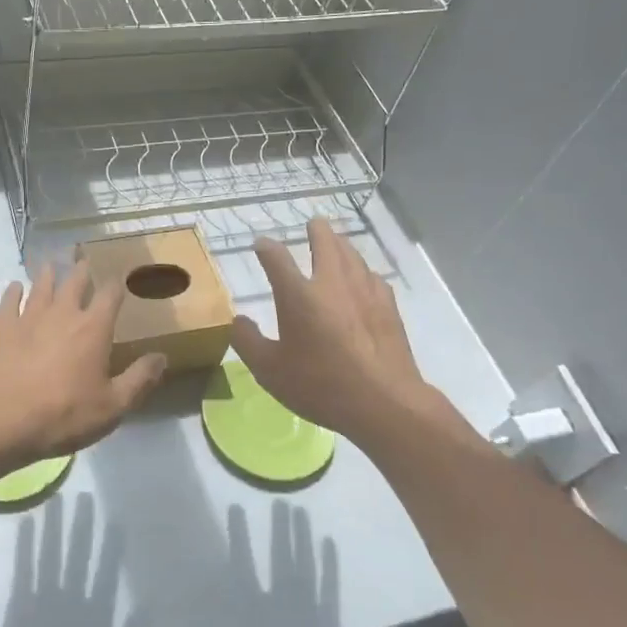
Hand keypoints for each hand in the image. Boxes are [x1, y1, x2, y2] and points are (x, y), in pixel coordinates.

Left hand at [0, 265, 167, 471]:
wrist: (0, 422)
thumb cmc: (63, 415)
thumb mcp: (113, 407)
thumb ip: (139, 379)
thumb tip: (162, 356)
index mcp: (93, 329)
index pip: (110, 295)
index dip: (117, 285)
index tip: (120, 278)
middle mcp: (63, 313)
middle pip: (74, 282)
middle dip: (82, 271)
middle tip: (83, 261)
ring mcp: (28, 317)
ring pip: (41, 286)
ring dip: (48, 274)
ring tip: (51, 265)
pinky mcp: (1, 328)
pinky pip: (10, 300)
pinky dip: (15, 291)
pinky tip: (16, 286)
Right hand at [232, 219, 473, 450]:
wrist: (383, 401)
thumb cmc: (319, 385)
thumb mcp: (269, 370)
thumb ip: (248, 342)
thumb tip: (239, 321)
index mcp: (298, 295)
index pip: (276, 258)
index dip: (266, 248)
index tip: (261, 245)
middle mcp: (331, 283)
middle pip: (326, 243)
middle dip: (317, 231)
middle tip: (314, 224)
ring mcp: (364, 292)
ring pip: (353, 255)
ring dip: (342, 245)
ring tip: (338, 243)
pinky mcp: (388, 307)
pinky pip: (373, 277)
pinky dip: (363, 271)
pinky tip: (365, 278)